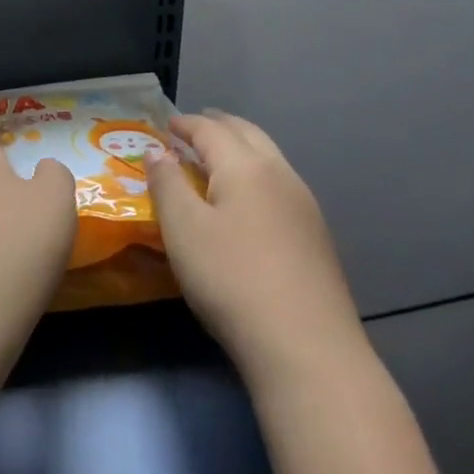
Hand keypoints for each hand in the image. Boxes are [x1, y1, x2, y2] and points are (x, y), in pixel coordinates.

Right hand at [148, 111, 365, 384]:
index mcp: (245, 166)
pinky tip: (247, 200)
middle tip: (194, 128)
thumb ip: (166, 183)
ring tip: (217, 159)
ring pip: (269, 158)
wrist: (307, 349)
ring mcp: (304, 206)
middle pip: (248, 134)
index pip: (210, 129)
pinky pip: (279, 184)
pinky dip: (256, 174)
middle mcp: (280, 175)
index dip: (185, 123)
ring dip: (241, 148)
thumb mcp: (183, 229)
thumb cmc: (231, 279)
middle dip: (219, 126)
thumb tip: (156, 150)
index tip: (165, 124)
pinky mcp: (316, 237)